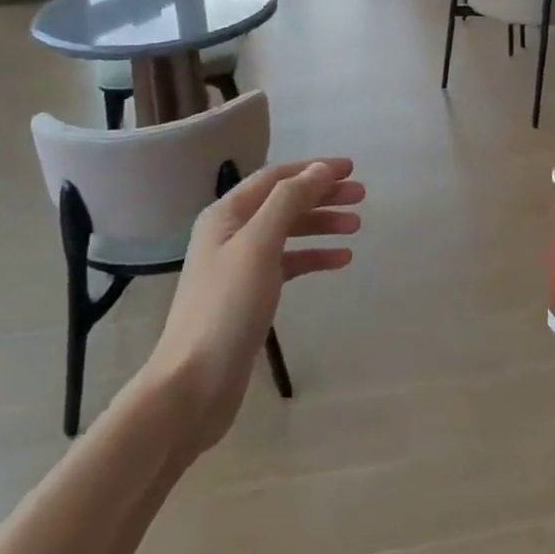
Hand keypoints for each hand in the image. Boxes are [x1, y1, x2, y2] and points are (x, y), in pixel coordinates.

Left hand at [143, 159, 363, 453]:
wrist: (194, 384)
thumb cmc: (226, 307)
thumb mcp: (259, 245)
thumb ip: (288, 201)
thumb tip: (319, 169)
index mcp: (226, 214)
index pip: (275, 177)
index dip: (313, 169)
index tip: (351, 169)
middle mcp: (231, 233)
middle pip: (283, 202)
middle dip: (321, 195)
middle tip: (361, 196)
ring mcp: (239, 265)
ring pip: (287, 232)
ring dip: (321, 224)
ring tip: (356, 225)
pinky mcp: (250, 295)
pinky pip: (287, 263)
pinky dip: (313, 257)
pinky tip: (340, 260)